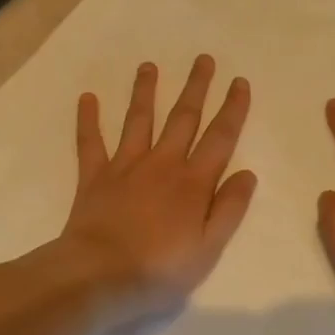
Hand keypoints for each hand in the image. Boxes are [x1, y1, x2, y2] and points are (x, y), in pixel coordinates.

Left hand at [56, 56, 256, 323]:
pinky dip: (88, 119)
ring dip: (145, 91)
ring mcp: (126, 166)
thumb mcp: (208, 248)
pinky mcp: (95, 176)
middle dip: (196, 87)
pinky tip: (87, 97)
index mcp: (193, 183)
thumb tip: (247, 173)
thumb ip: (229, 209)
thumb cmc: (159, 269)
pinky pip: (91, 142)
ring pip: (139, 120)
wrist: (99, 275)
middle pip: (183, 118)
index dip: (232, 109)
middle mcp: (162, 164)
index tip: (239, 82)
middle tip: (203, 59)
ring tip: (149, 66)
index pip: (219, 138)